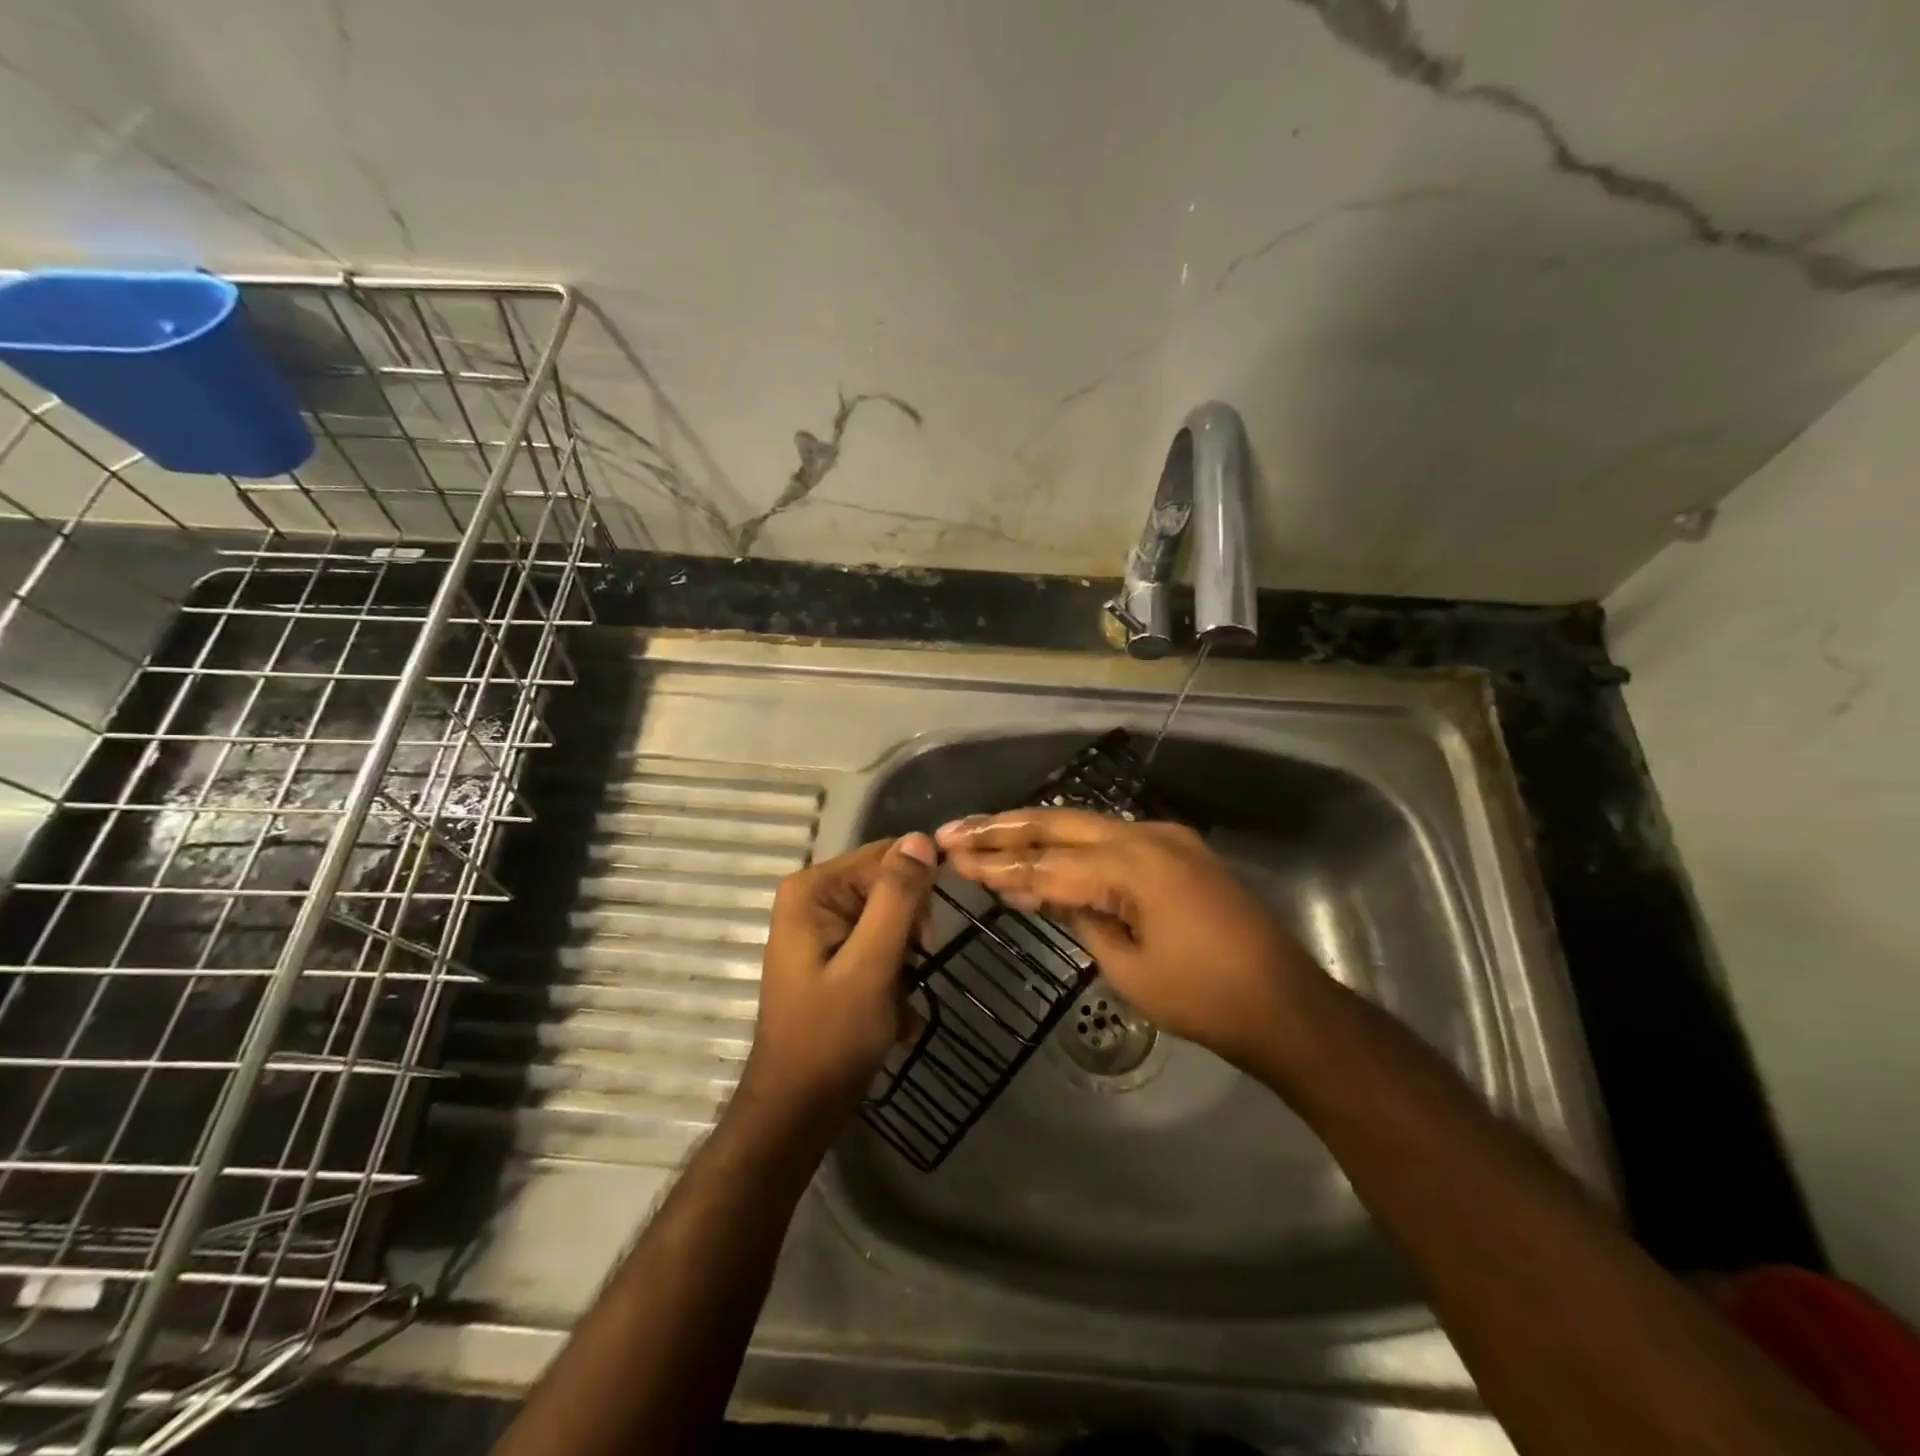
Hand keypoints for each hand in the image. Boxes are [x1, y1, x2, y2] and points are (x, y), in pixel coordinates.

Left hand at [739, 834, 937, 1128]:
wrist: (797, 1109)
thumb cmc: (831, 1037)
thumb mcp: (871, 964)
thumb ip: (897, 898)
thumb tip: (921, 838)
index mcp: (813, 889)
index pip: (886, 856)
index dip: (917, 890)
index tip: (927, 938)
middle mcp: (813, 898)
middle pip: (889, 886)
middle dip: (910, 931)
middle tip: (908, 973)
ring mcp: (822, 928)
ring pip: (891, 919)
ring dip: (905, 959)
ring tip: (897, 1000)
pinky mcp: (833, 955)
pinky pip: (879, 945)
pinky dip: (892, 976)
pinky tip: (891, 1012)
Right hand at [935, 810, 1324, 1073]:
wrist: (1286, 1004)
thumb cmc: (1205, 999)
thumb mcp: (1129, 969)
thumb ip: (1082, 920)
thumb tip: (1045, 894)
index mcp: (1133, 866)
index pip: (1047, 863)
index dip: (997, 864)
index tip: (953, 859)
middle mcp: (1147, 836)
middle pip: (1059, 824)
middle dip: (1004, 828)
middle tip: (956, 831)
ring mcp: (1167, 838)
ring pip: (1085, 823)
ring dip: (1035, 829)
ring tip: (987, 832)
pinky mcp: (1179, 850)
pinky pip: (1113, 837)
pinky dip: (1073, 844)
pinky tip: (1046, 850)